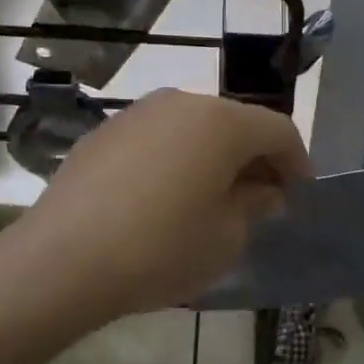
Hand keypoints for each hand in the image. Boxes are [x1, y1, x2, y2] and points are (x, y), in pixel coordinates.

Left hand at [3, 89, 311, 323]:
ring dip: (213, 159)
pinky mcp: (104, 133)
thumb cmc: (162, 249)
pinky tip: (164, 200)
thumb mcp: (226, 237)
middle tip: (261, 202)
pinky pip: (158, 140)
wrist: (63, 260)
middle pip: (235, 124)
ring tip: (212, 201)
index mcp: (221, 121)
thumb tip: (263, 191)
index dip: (297, 164)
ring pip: (194, 129)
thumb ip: (255, 205)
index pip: (278, 130)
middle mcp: (181, 102)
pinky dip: (175, 161)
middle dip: (254, 160)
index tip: (299, 198)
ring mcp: (137, 113)